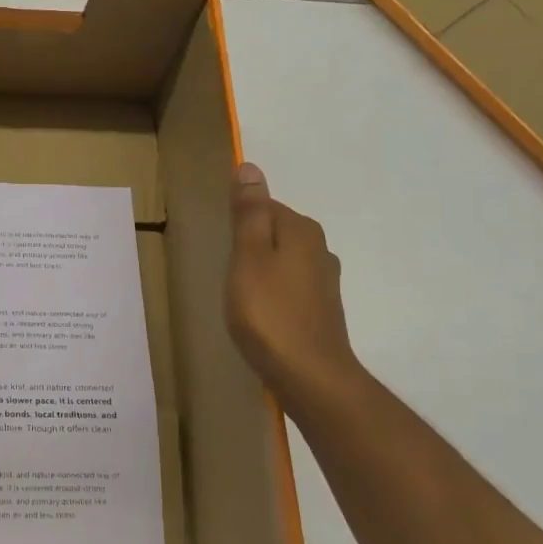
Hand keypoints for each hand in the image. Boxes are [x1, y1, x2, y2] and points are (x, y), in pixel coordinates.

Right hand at [226, 162, 363, 410]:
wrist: (309, 376)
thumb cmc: (269, 313)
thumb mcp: (248, 257)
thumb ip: (249, 214)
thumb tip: (250, 167)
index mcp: (302, 231)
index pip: (266, 206)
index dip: (240, 219)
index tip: (219, 240)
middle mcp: (319, 249)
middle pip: (277, 231)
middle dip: (251, 241)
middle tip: (223, 264)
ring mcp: (324, 282)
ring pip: (284, 260)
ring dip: (262, 267)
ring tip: (236, 288)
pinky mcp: (321, 309)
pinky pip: (290, 285)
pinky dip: (273, 291)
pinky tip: (258, 310)